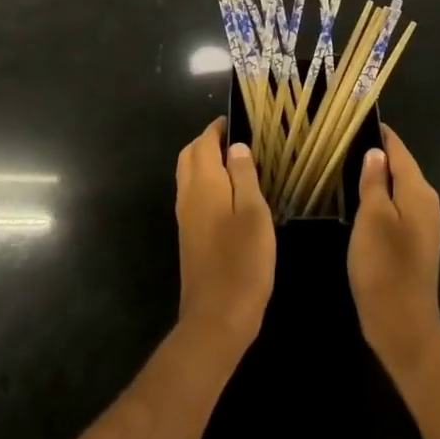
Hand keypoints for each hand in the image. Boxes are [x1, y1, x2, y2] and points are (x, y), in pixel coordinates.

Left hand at [175, 119, 275, 365]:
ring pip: (188, 176)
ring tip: (234, 161)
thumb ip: (244, 176)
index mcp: (204, 184)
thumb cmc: (242, 262)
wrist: (216, 318)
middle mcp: (188, 196)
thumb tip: (235, 146)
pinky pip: (192, 195)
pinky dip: (205, 182)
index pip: (204, 143)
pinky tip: (227, 194)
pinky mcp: (189, 238)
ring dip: (204, 161)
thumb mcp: (253, 213)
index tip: (235, 119)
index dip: (217, 129)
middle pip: (189, 157)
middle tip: (234, 138)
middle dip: (207, 142)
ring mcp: (186, 219)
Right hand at [349, 126, 439, 382]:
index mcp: (419, 192)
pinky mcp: (417, 243)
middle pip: (402, 167)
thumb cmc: (384, 267)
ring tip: (348, 167)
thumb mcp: (372, 219)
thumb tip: (375, 152)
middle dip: (378, 154)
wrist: (403, 325)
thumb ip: (374, 182)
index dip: (381, 135)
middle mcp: (428, 203)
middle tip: (345, 143)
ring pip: (400, 188)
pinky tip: (362, 202)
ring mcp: (425, 225)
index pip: (400, 150)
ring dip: (379, 178)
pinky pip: (400, 208)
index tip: (357, 120)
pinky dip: (383, 199)